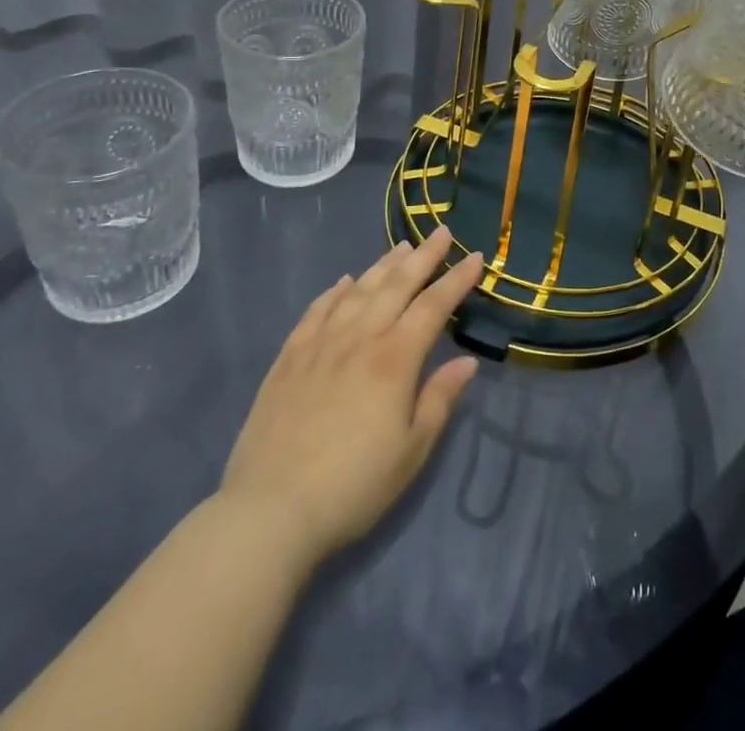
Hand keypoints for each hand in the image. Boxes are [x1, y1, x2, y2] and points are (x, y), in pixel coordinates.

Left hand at [215, 227, 483, 566]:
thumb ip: (439, 399)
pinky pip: (316, 311)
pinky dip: (334, 292)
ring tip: (401, 247)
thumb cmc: (353, 486)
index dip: (457, 279)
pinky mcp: (288, 359)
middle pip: (397, 285)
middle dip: (424, 257)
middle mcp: (359, 339)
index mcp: (394, 359)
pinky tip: (344, 282)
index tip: (475, 256)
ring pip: (358, 291)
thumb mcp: (411, 452)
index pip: (433, 306)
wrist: (269, 512)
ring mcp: (320, 345)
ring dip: (383, 265)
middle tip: (441, 232)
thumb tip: (467, 362)